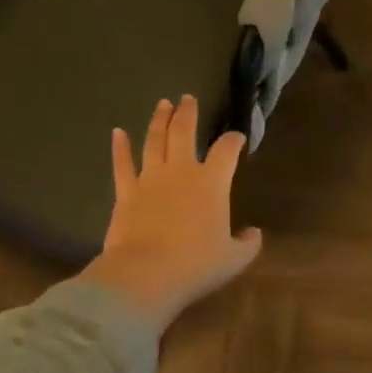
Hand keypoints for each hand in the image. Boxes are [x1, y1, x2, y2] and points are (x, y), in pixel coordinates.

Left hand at [78, 95, 262, 332]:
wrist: (146, 274)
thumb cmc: (195, 265)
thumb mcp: (233, 259)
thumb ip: (247, 244)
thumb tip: (254, 233)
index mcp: (211, 183)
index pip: (226, 150)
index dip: (234, 140)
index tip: (237, 137)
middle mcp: (180, 172)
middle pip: (183, 131)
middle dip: (188, 112)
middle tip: (188, 98)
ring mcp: (149, 179)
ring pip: (153, 140)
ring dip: (158, 120)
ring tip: (163, 104)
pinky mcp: (125, 192)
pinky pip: (122, 164)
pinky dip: (120, 147)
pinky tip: (117, 132)